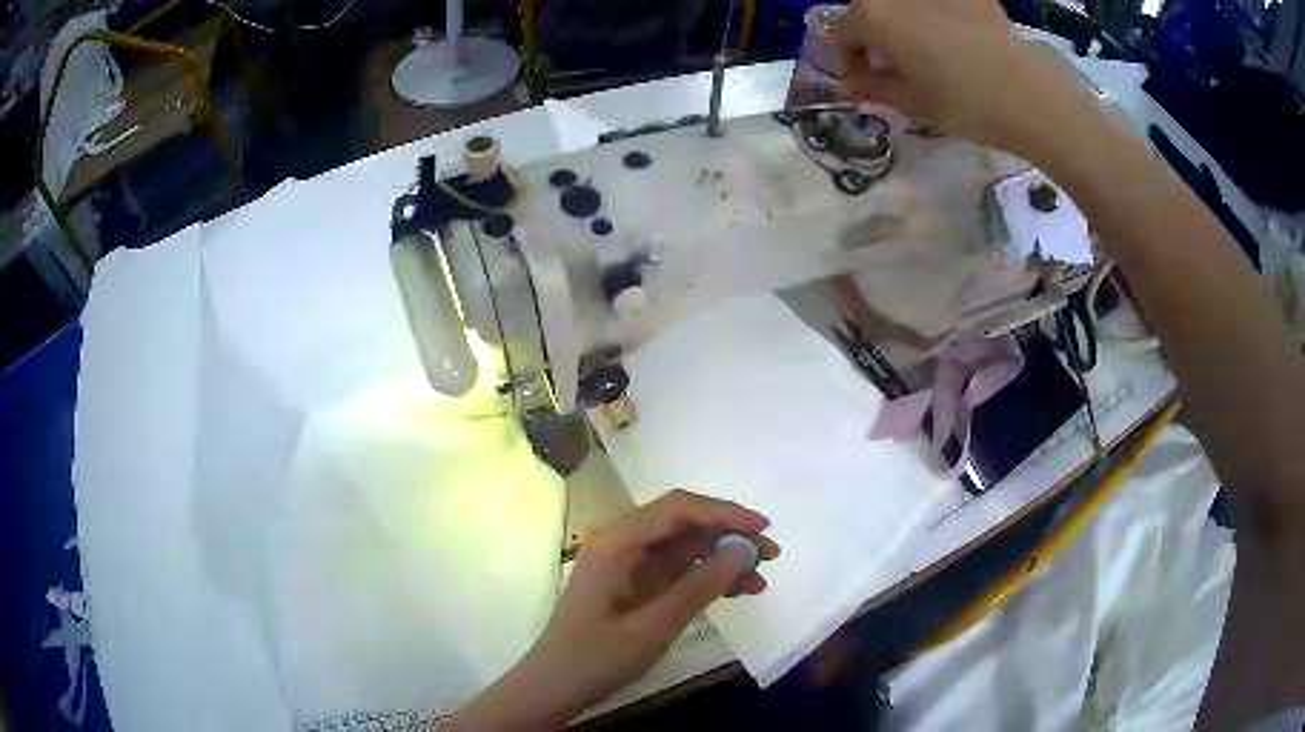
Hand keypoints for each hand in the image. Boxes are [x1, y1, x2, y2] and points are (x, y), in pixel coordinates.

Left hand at [443, 490, 778, 730]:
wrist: (554, 686)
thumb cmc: (596, 656)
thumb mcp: (654, 626)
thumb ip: (699, 586)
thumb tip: (744, 550)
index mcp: (617, 542)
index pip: (678, 508)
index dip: (725, 513)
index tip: (763, 529)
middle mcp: (622, 543)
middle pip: (683, 523)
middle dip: (729, 534)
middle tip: (771, 554)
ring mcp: (627, 564)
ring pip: (684, 547)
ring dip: (722, 557)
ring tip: (761, 578)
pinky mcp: (634, 585)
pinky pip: (676, 570)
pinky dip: (706, 577)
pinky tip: (738, 590)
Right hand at [834, 0, 1094, 156]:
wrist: (1028, 94)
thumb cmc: (963, 103)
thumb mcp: (911, 102)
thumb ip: (873, 85)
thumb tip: (853, 78)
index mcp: (872, 16)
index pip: (842, 34)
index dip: (849, 59)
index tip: (864, 80)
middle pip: (870, 10)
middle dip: (874, 35)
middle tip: (895, 63)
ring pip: (904, 5)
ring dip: (903, 23)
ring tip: (926, 48)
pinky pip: (941, 4)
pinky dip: (940, 15)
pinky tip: (957, 37)